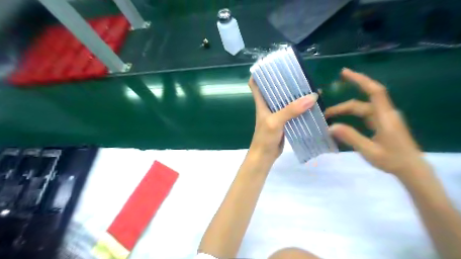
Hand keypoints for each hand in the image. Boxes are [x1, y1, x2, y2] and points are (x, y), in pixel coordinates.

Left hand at [247, 75, 318, 162]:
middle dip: (284, 81)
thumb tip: (312, 97)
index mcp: (261, 103)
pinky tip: (311, 104)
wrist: (265, 156)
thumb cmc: (264, 138)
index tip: (272, 65)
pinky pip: (292, 111)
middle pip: (274, 89)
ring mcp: (276, 114)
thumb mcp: (275, 122)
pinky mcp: (284, 122)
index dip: (260, 73)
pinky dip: (300, 107)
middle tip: (299, 74)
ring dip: (294, 94)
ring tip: (309, 86)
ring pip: (285, 100)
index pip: (255, 84)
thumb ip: (290, 110)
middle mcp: (268, 106)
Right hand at [325, 68, 429, 176]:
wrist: (412, 169)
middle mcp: (384, 114)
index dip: (360, 80)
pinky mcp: (382, 124)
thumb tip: (330, 127)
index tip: (344, 73)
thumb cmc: (393, 160)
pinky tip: (343, 122)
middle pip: (360, 103)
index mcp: (384, 117)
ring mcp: (384, 118)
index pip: (374, 91)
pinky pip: (364, 115)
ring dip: (345, 111)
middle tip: (324, 114)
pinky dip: (352, 115)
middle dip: (341, 107)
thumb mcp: (369, 151)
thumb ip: (350, 137)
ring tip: (329, 117)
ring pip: (361, 109)